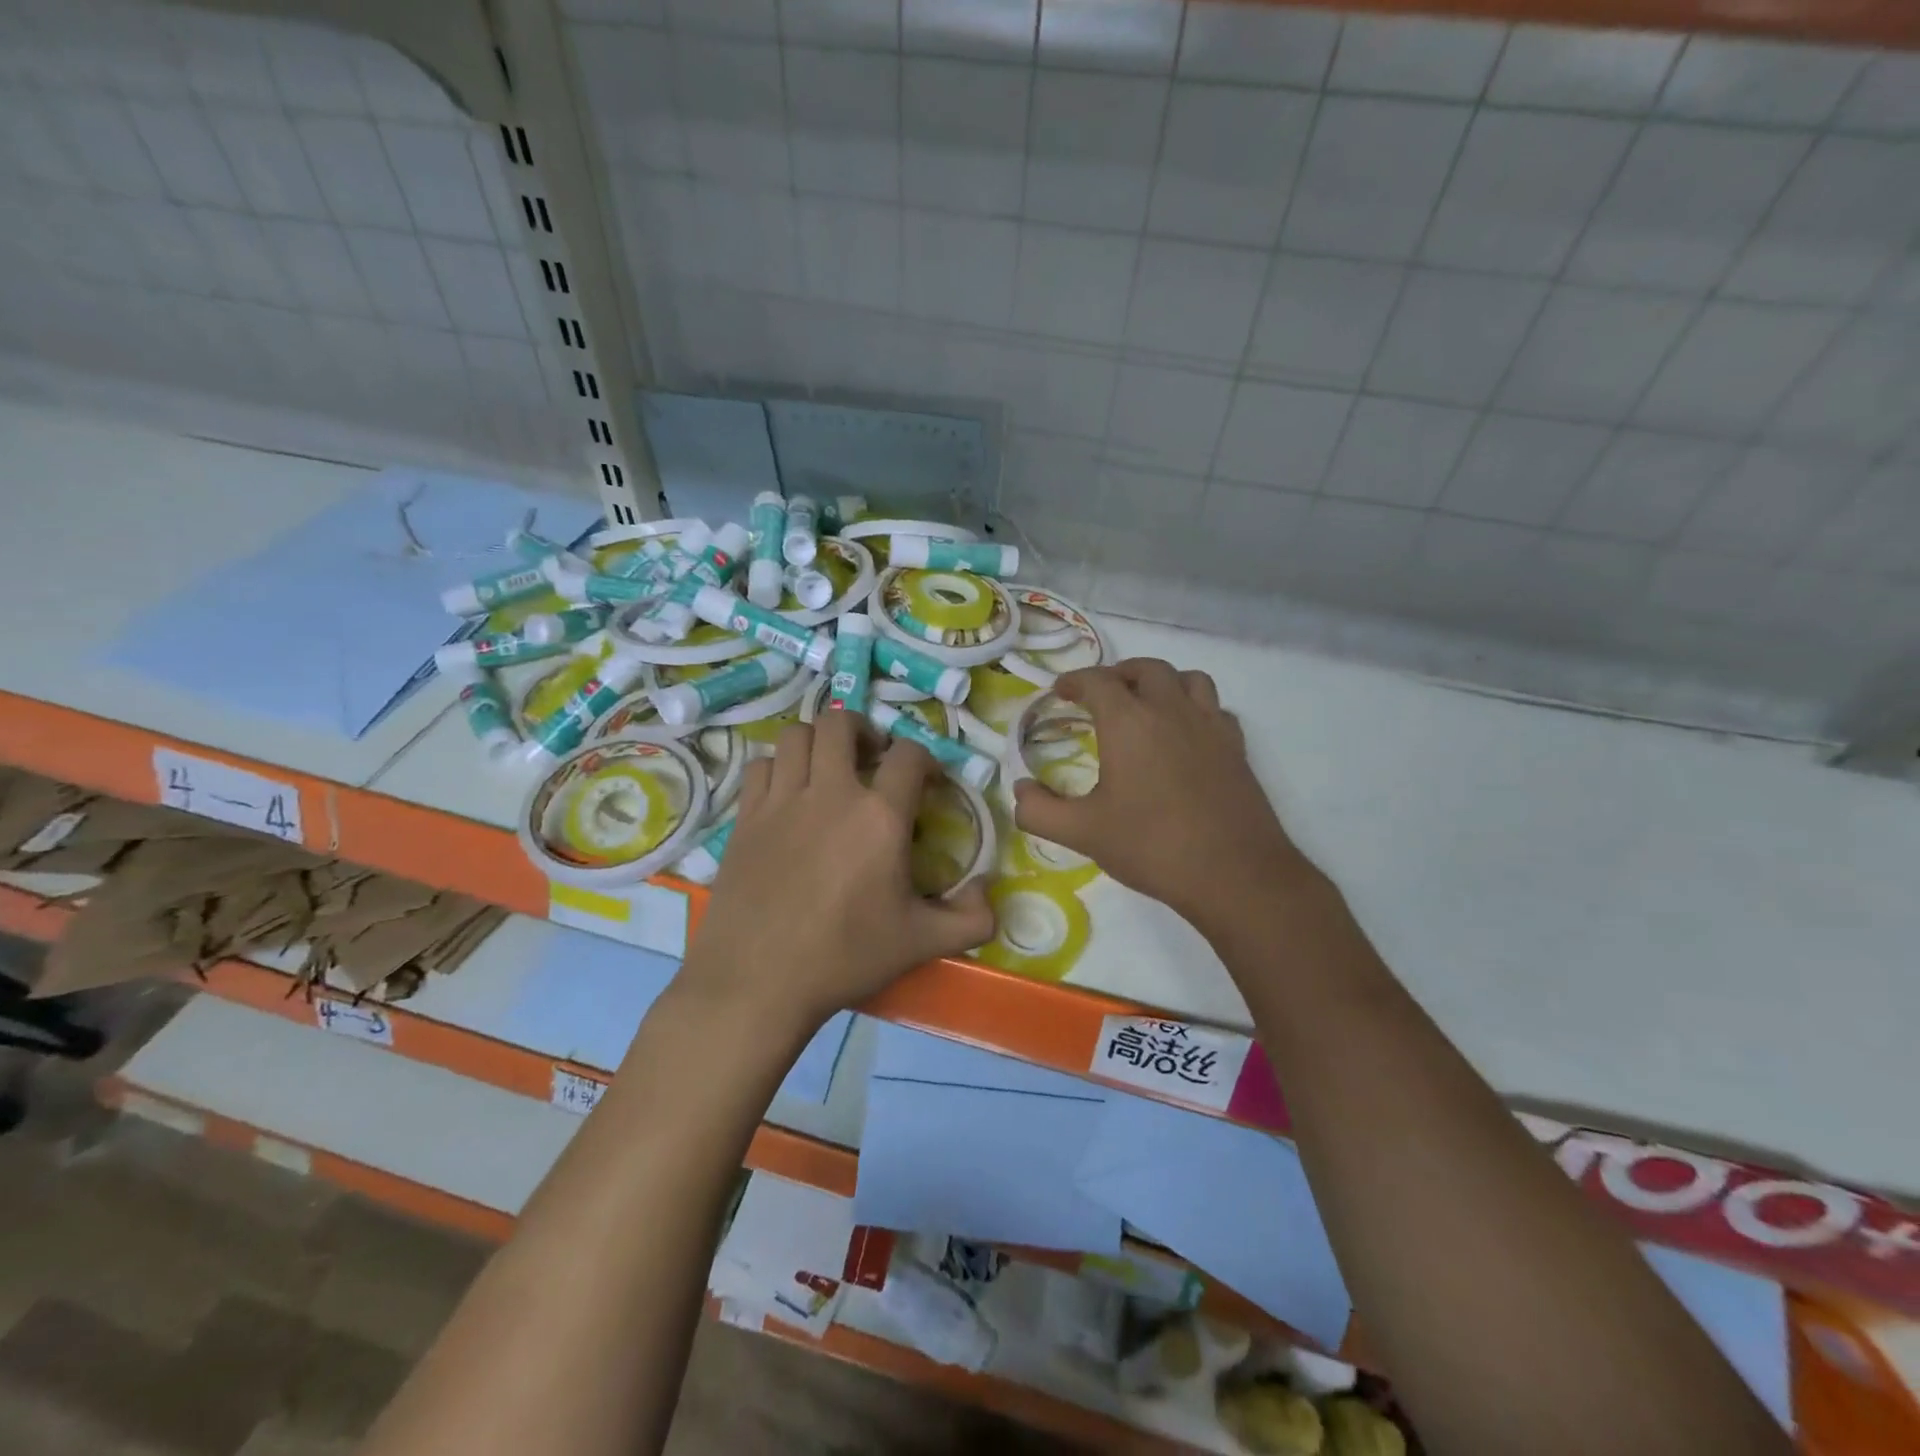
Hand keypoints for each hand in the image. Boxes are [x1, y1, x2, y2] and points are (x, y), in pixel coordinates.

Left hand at [681, 708, 994, 1031]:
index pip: (909, 755)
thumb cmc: (845, 958)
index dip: (924, 759)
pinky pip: (760, 765)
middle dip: (863, 731)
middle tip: (871, 759)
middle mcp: (831, 793)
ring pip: (796, 735)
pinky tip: (787, 794)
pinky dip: (778, 767)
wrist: (758, 982)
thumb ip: (972, 918)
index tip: (927, 782)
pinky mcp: (746, 817)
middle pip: (842, 723)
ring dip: (818, 742)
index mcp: (880, 816)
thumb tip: (988, 890)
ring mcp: (782, 800)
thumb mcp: (922, 943)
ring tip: (827, 769)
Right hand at [1013, 659, 1317, 933]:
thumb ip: (1039, 811)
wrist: (1234, 874)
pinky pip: (1215, 708)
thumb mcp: (1082, 833)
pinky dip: (1195, 708)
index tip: (1061, 691)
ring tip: (1146, 704)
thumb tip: (1019, 790)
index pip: (1097, 681)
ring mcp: (1210, 726)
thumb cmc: (1151, 846)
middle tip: (1101, 695)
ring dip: (1162, 682)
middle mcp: (1171, 710)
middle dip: (1118, 674)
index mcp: (1129, 722)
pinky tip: (1186, 735)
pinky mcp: (1237, 747)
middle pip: (1145, 669)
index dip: (1075, 681)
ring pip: (1188, 679)